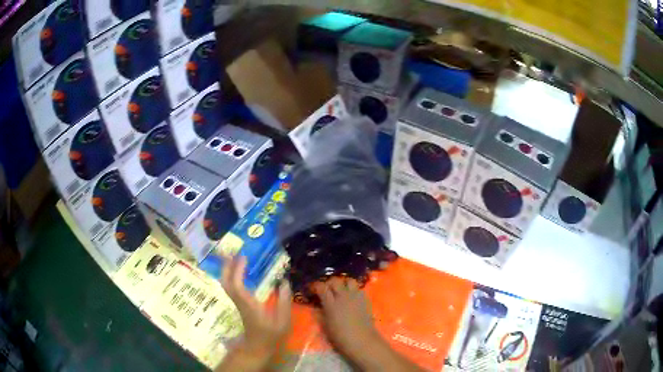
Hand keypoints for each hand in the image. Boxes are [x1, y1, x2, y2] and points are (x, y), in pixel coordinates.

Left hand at [218, 256, 291, 370]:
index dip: (237, 270)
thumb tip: (285, 281)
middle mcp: (240, 302)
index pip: (237, 286)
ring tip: (236, 257)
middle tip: (234, 251)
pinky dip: (232, 275)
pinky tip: (240, 270)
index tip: (243, 256)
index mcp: (249, 305)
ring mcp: (237, 303)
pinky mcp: (239, 304)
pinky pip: (231, 286)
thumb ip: (284, 302)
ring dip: (228, 269)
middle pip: (226, 282)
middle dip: (227, 265)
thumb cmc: (271, 336)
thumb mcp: (283, 321)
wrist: (257, 348)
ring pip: (226, 284)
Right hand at [317, 278, 424, 371]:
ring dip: (343, 283)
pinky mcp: (365, 299)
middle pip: (335, 280)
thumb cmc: (340, 337)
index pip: (321, 287)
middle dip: (329, 283)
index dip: (316, 286)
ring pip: (349, 280)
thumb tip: (317, 307)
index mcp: (331, 304)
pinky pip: (359, 288)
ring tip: (341, 290)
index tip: (312, 289)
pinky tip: (352, 297)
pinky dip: (354, 290)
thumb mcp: (325, 326)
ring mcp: (356, 297)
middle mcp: (343, 296)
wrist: (362, 341)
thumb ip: (320, 314)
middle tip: (327, 290)